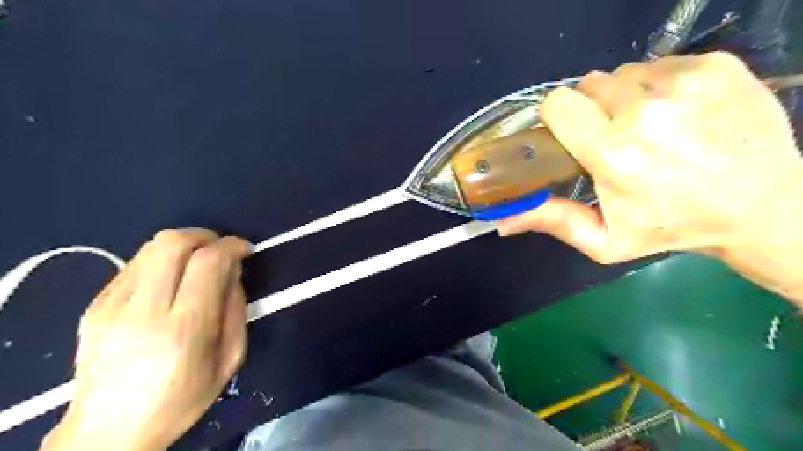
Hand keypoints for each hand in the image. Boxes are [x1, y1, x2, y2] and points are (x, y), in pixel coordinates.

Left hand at [41, 230, 252, 450]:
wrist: (108, 432)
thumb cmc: (181, 399)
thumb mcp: (229, 360)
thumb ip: (236, 310)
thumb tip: (234, 271)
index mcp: (184, 329)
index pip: (208, 263)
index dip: (232, 245)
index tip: (245, 249)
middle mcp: (143, 311)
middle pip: (173, 243)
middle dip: (205, 235)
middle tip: (220, 248)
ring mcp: (111, 306)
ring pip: (150, 248)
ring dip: (183, 244)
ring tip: (197, 261)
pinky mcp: (94, 306)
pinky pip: (133, 264)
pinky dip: (160, 261)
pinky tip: (170, 280)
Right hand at [501, 51, 802, 298]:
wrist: (763, 208)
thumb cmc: (672, 227)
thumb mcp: (606, 240)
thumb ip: (553, 223)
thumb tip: (502, 222)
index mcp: (613, 153)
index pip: (559, 103)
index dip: (559, 117)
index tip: (571, 134)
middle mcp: (645, 111)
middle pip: (589, 85)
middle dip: (592, 110)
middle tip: (613, 137)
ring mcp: (684, 83)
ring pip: (624, 74)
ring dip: (625, 98)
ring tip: (648, 127)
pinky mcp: (715, 65)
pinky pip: (660, 65)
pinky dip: (659, 86)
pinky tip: (678, 114)